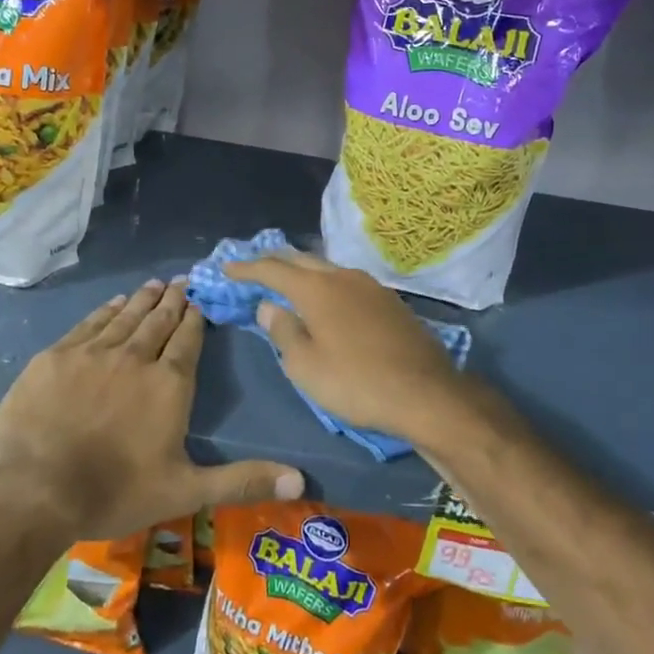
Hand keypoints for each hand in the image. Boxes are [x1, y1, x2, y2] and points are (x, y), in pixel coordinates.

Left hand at [0, 279, 303, 541]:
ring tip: (156, 284)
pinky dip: (106, 311)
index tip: (201, 299)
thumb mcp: (185, 491)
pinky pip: (89, 324)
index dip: (196, 318)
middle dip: (174, 301)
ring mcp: (93, 353)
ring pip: (126, 317)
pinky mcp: (56, 356)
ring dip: (143, 299)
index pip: (188, 340)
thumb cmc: (114, 492)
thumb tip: (301, 480)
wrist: (32, 490)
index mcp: (169, 384)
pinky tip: (114, 303)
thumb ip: (242, 481)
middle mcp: (135, 357)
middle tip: (182, 280)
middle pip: (159, 321)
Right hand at [222, 250, 488, 450]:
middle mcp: (343, 276)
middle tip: (255, 269)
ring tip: (289, 282)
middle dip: (275, 262)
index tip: (227, 268)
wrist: (426, 393)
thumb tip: (269, 306)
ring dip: (304, 272)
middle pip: (302, 259)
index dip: (247, 268)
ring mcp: (371, 286)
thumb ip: (283, 331)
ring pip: (328, 269)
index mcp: (317, 288)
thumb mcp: (306, 366)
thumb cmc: (356, 383)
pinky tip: (327, 301)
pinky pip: (348, 283)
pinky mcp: (390, 301)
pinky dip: (327, 285)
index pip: (273, 269)